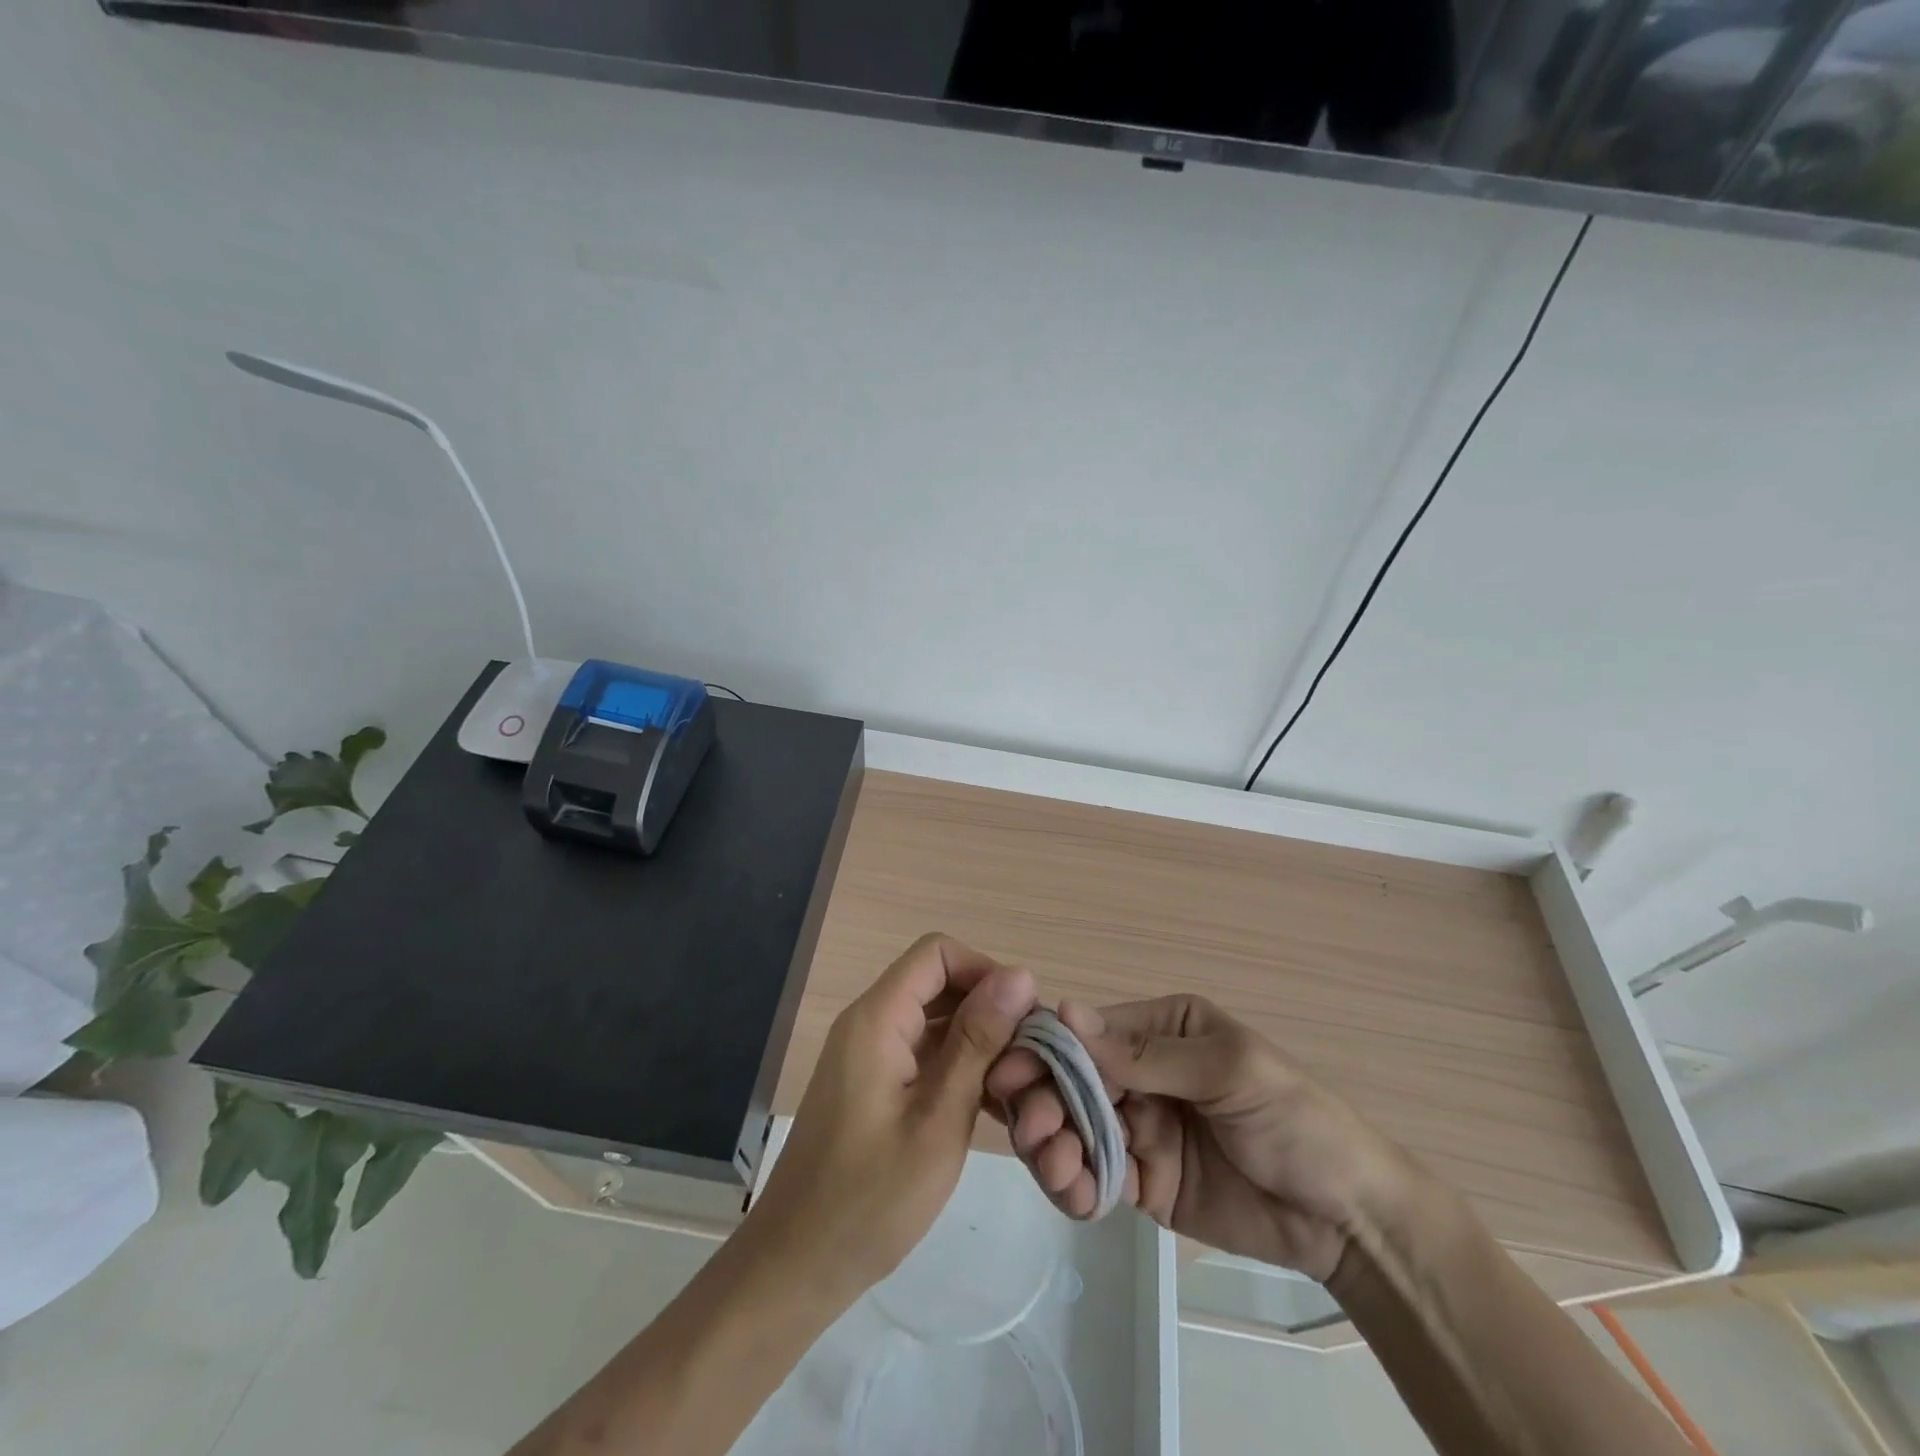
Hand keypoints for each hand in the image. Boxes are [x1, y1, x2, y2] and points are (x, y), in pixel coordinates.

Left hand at [745, 934, 1036, 1303]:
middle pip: (939, 983)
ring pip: (936, 1020)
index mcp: (878, 1018)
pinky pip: (924, 1054)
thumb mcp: (939, 1119)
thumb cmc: (869, 1199)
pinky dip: (959, 1069)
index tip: (1025, 1018)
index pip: (938, 952)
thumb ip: (978, 1042)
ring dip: (980, 1045)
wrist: (797, 1267)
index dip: (986, 971)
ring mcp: (870, 1055)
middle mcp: (871, 1022)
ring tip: (1020, 1090)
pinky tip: (994, 1110)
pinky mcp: (874, 1085)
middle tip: (1031, 1061)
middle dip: (989, 1011)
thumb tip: (1019, 975)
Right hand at [986, 994, 1406, 1281]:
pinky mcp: (1141, 1179)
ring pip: (1072, 1127)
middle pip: (1070, 1080)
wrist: (1346, 1218)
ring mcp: (1138, 1126)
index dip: (1046, 1050)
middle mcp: (1139, 1071)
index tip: (1008, 1074)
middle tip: (1034, 1131)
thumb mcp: (1227, 1071)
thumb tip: (1065, 1010)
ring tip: (1058, 1168)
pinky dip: (1074, 1185)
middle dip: (1043, 1101)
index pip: (1088, 1032)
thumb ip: (1145, 1052)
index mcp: (1159, 1029)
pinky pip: (1092, 1175)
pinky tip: (1079, 1197)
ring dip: (1052, 1145)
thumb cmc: (1294, 1120)